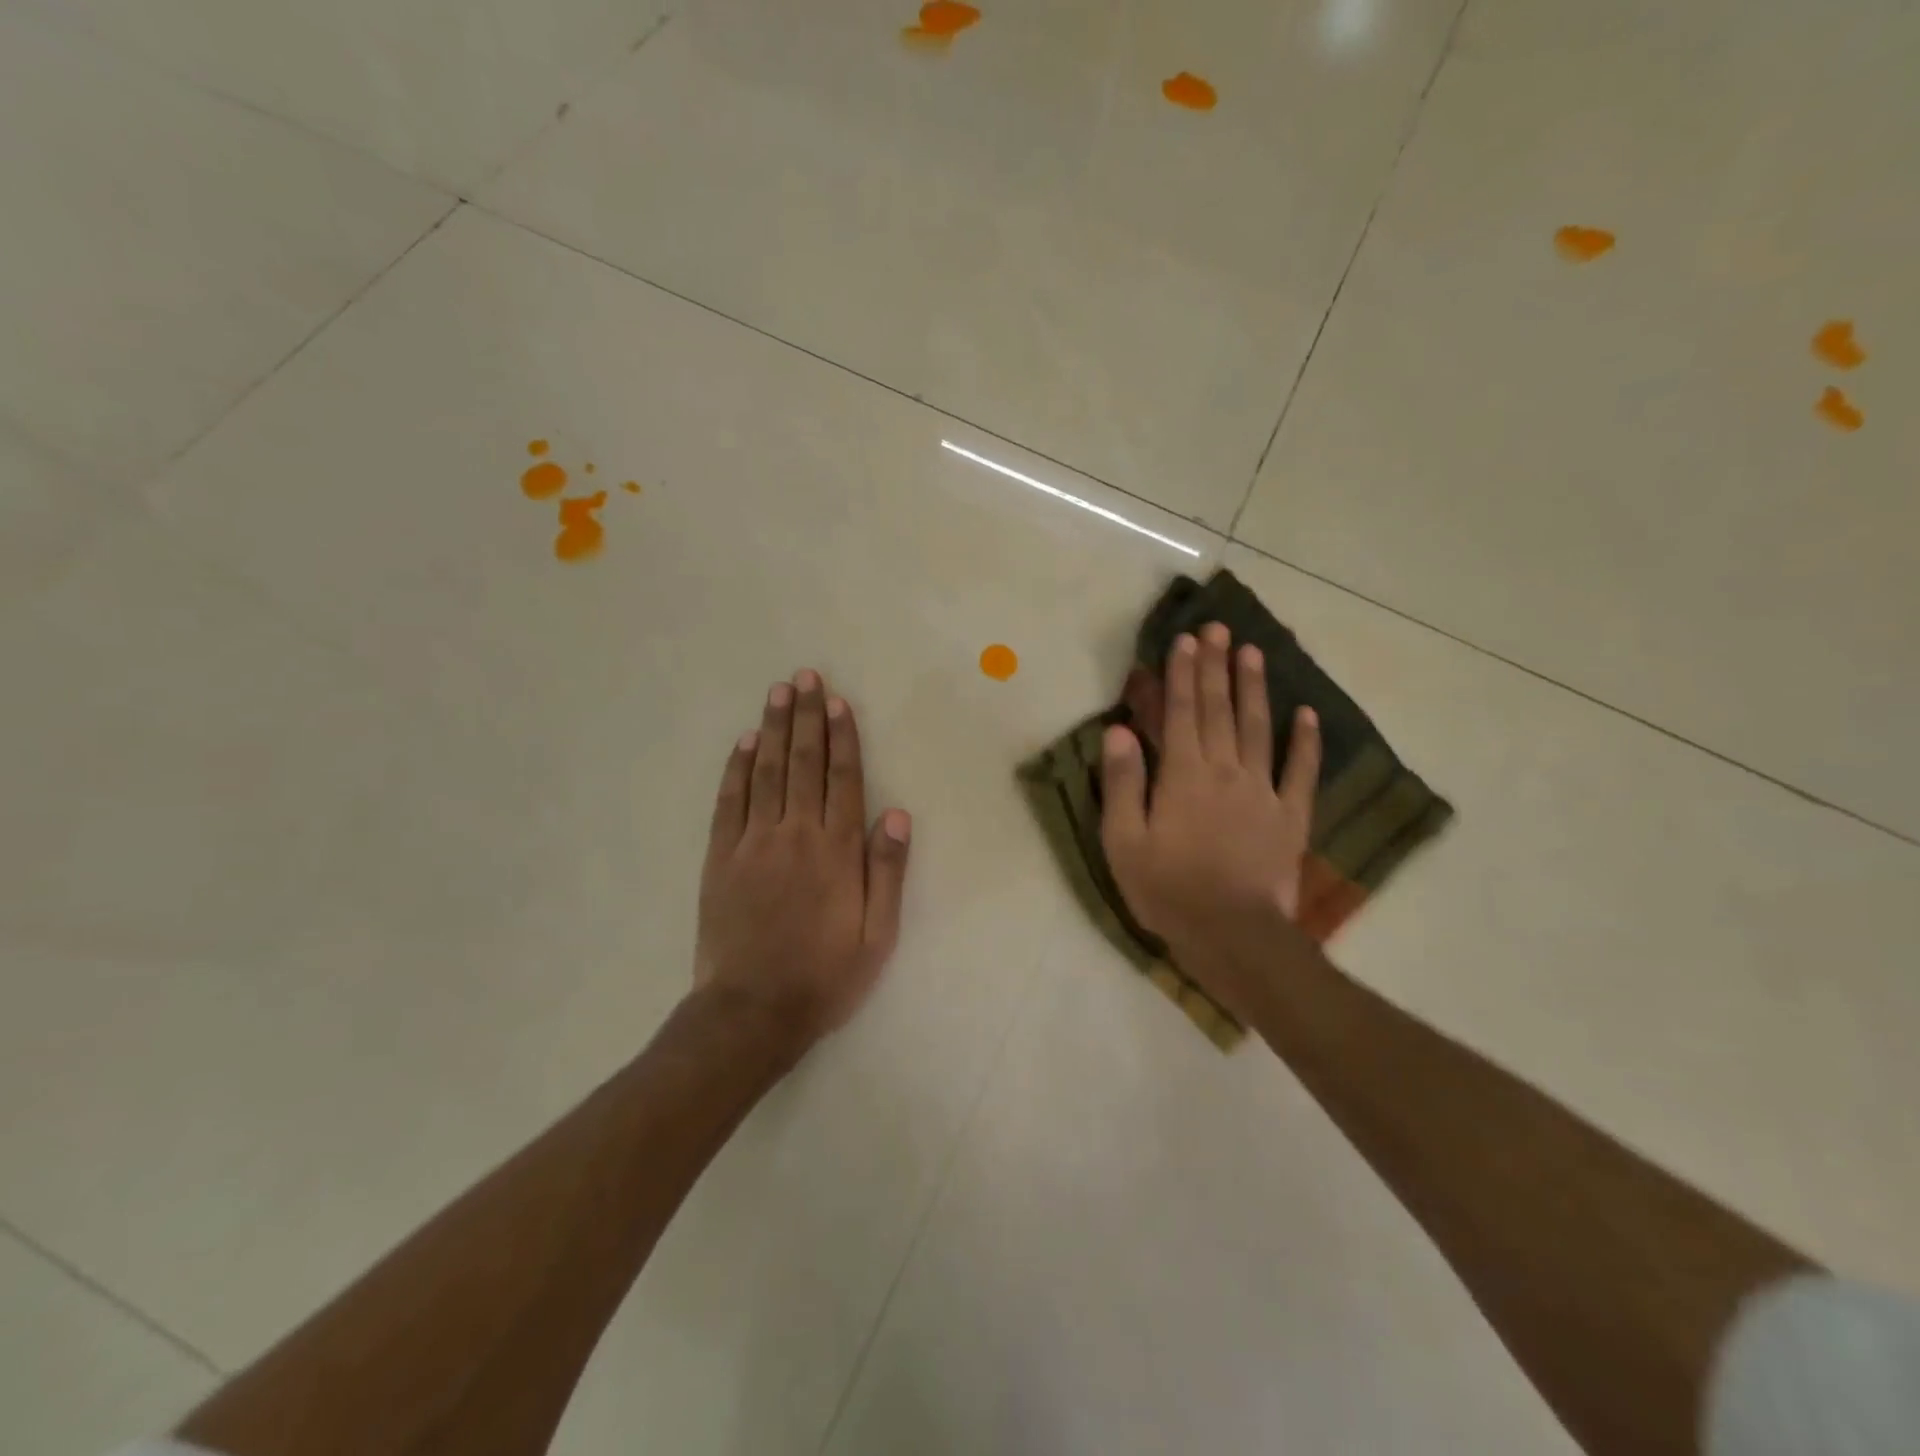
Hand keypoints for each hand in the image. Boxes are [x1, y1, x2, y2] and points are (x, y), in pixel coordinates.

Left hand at [695, 670, 911, 1045]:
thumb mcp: (877, 934)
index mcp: (836, 851)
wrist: (752, 1012)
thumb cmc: (825, 975)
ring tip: (777, 693)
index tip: (837, 702)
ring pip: (764, 772)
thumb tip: (896, 813)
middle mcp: (795, 835)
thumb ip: (887, 870)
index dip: (841, 737)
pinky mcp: (720, 859)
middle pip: (802, 763)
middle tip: (805, 677)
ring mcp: (752, 843)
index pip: (842, 779)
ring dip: (771, 729)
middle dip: (806, 717)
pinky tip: (742, 743)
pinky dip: (736, 769)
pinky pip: (729, 802)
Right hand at [1100, 624, 1319, 1013]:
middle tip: (1218, 629)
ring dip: (1255, 688)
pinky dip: (1306, 741)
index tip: (1185, 640)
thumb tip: (1118, 728)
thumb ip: (1122, 781)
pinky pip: (1302, 771)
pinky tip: (1307, 714)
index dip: (1182, 674)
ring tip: (1253, 652)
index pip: (1181, 712)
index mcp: (1182, 775)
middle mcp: (1225, 771)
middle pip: (1220, 710)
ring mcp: (1263, 791)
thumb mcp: (1123, 840)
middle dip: (1216, 666)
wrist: (1231, 934)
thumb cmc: (1167, 889)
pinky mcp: (1291, 816)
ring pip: (1259, 728)